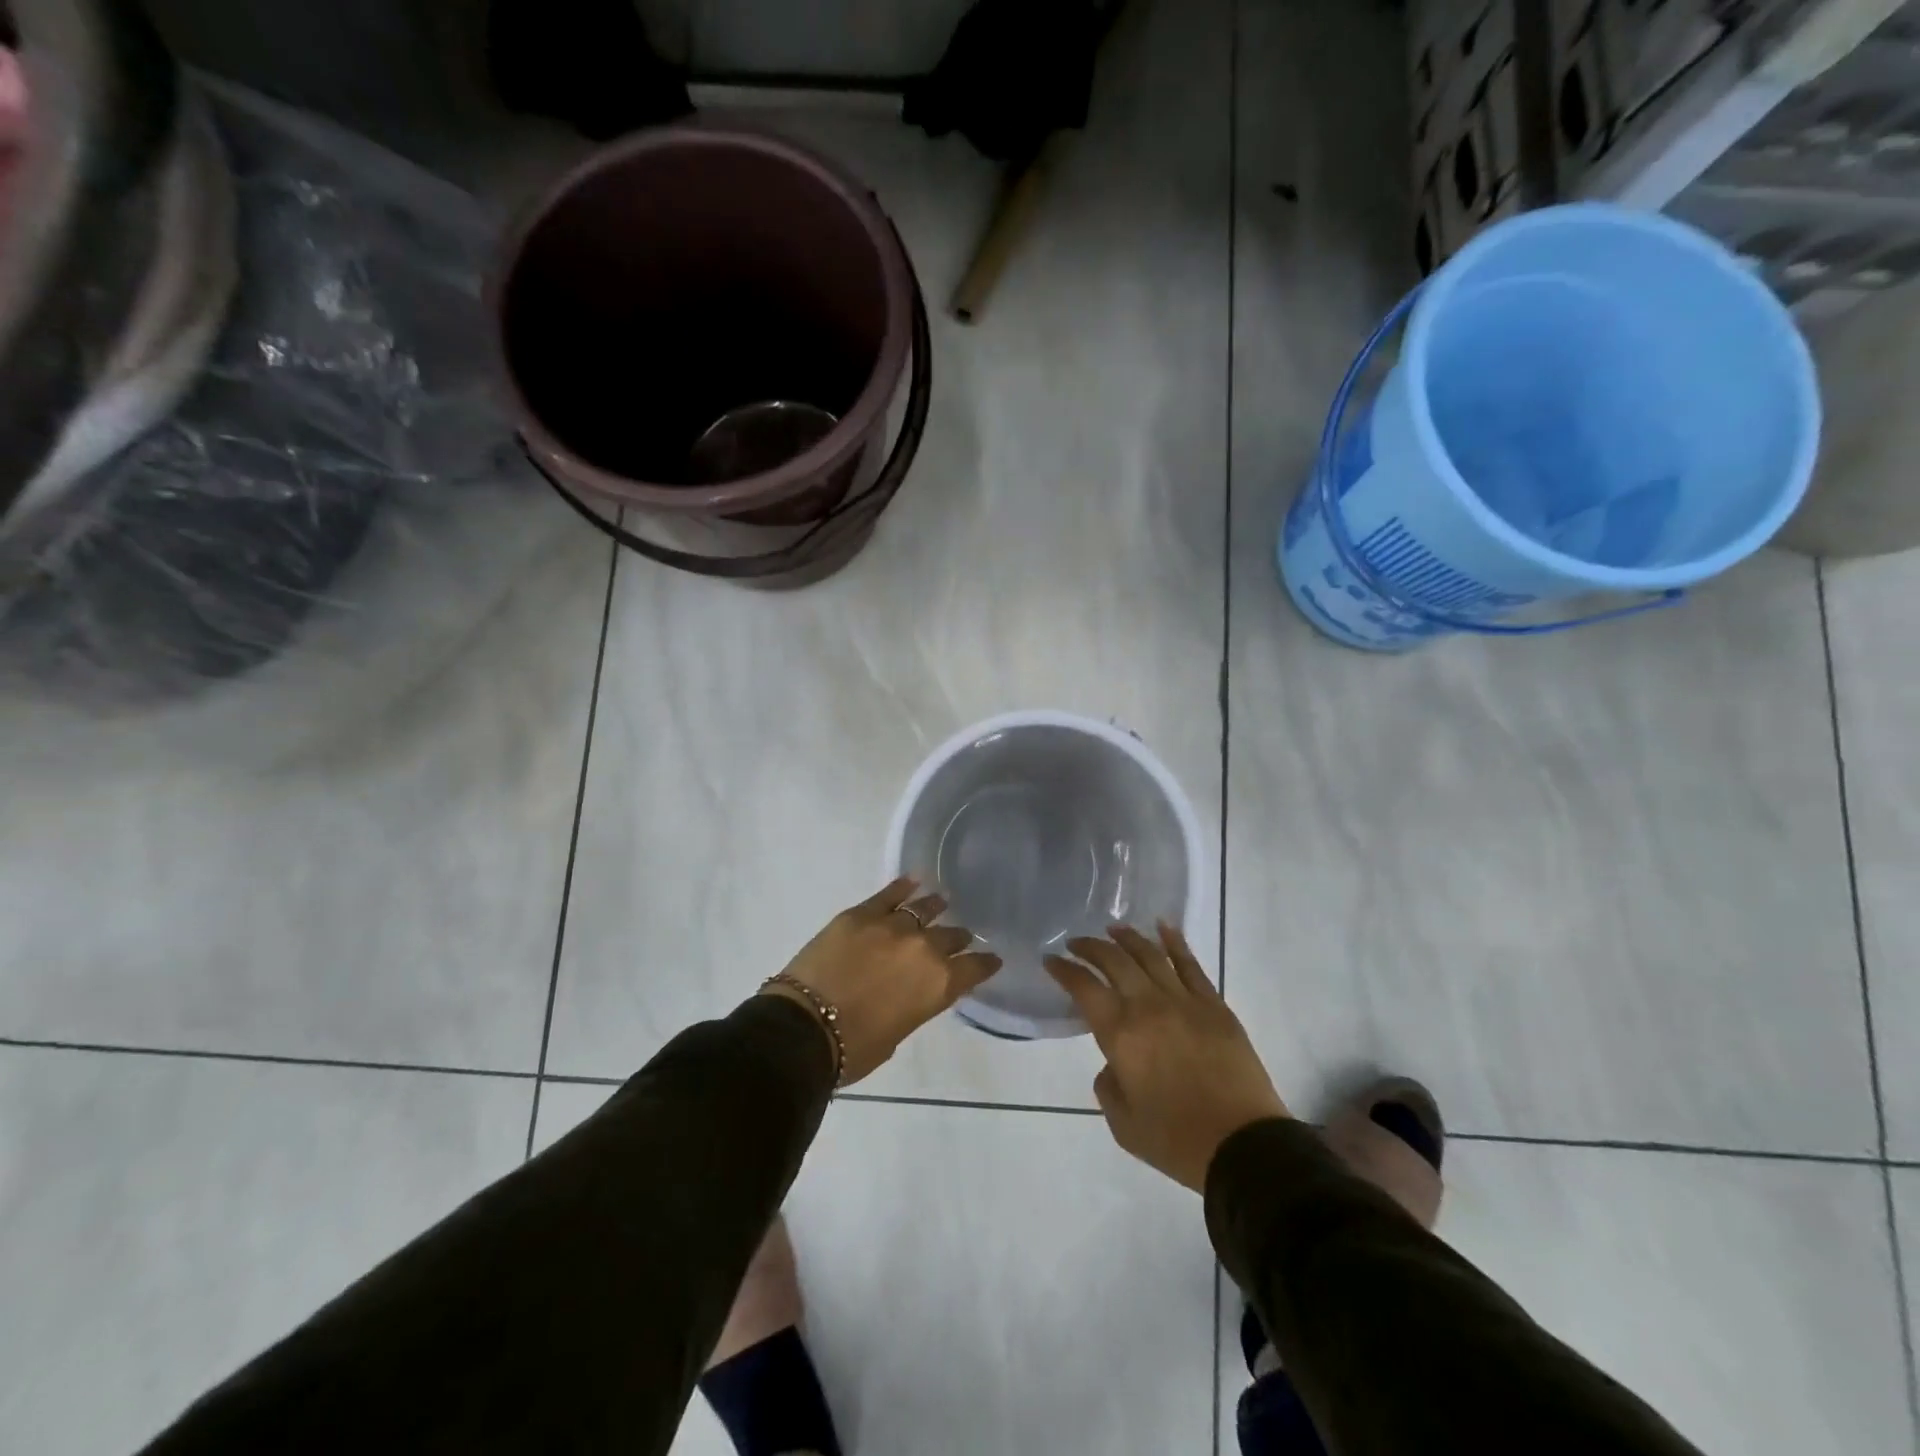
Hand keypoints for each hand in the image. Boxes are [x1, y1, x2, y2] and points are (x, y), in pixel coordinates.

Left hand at [762, 878, 1001, 1085]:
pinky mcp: (861, 913)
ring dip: (935, 908)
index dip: (984, 964)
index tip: (991, 959)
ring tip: (941, 903)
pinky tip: (913, 881)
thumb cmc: (854, 1048)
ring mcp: (893, 926)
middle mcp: (924, 948)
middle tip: (959, 938)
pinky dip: (903, 887)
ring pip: (924, 909)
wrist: (805, 1027)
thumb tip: (910, 991)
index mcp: (939, 984)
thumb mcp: (898, 1033)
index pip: (974, 968)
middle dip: (957, 938)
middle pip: (950, 936)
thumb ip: (914, 1004)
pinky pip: (889, 894)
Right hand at [1045, 925, 1288, 1191]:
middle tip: (1076, 943)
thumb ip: (1108, 1087)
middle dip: (1090, 947)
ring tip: (1112, 929)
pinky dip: (1175, 942)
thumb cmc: (1176, 1141)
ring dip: (1127, 937)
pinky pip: (1190, 965)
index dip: (1064, 970)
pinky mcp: (1214, 1005)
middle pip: (1114, 961)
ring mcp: (1184, 1001)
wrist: (1244, 1147)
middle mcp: (1148, 1006)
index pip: (1084, 987)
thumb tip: (1114, 1064)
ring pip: (1150, 955)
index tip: (1052, 960)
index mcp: (1120, 1034)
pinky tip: (1163, 927)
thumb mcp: (1123, 1125)